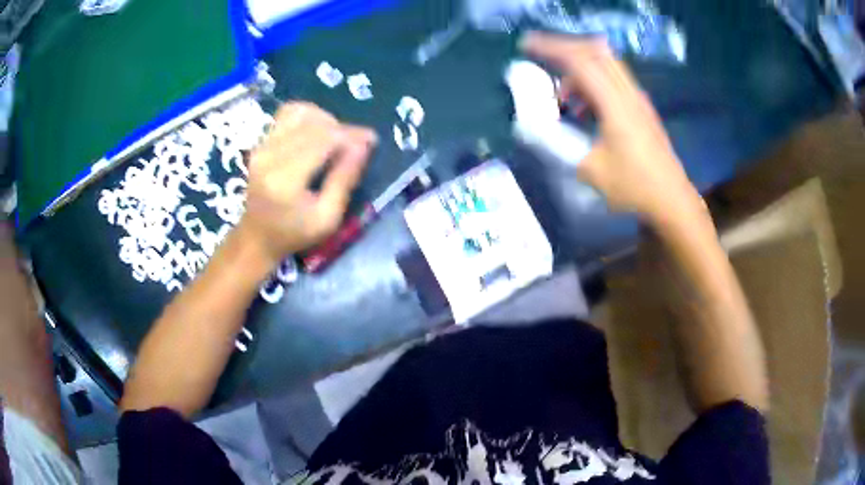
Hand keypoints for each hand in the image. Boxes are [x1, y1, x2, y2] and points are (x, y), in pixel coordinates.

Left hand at [238, 102, 376, 263]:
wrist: (257, 237)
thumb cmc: (294, 234)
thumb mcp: (327, 218)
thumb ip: (344, 179)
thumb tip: (364, 145)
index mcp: (285, 179)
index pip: (323, 140)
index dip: (351, 135)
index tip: (372, 140)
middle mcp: (269, 155)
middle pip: (313, 124)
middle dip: (343, 129)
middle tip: (360, 142)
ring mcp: (262, 146)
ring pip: (300, 113)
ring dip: (325, 120)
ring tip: (336, 138)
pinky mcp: (260, 142)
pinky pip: (287, 115)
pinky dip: (308, 117)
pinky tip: (317, 132)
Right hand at [521, 33, 702, 223]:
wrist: (671, 200)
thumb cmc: (633, 186)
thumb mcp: (589, 170)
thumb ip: (557, 144)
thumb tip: (529, 127)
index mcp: (615, 104)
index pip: (580, 61)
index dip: (551, 48)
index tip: (525, 45)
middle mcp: (628, 93)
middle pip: (595, 52)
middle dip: (565, 48)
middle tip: (542, 58)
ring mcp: (637, 99)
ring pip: (606, 64)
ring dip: (580, 69)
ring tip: (563, 97)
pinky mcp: (641, 108)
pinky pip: (613, 80)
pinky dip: (593, 82)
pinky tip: (585, 108)